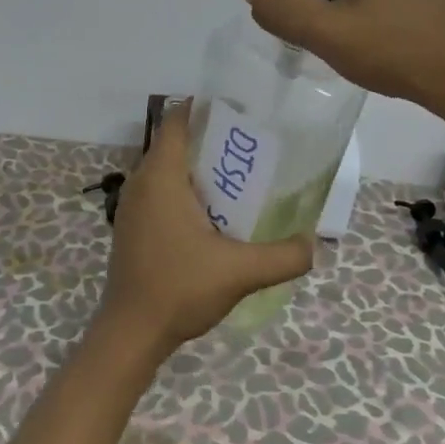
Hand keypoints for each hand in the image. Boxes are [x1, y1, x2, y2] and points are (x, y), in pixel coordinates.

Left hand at [98, 105, 313, 355]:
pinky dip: (183, 191)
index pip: (176, 120)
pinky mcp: (131, 227)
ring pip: (166, 170)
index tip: (239, 114)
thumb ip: (283, 256)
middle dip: (210, 140)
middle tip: (251, 148)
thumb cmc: (179, 289)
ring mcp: (131, 206)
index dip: (205, 109)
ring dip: (197, 169)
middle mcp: (140, 182)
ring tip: (237, 180)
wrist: (131, 333)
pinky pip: (159, 192)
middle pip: (174, 143)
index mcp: (160, 176)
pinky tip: (211, 215)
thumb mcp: (240, 272)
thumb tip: (313, 244)